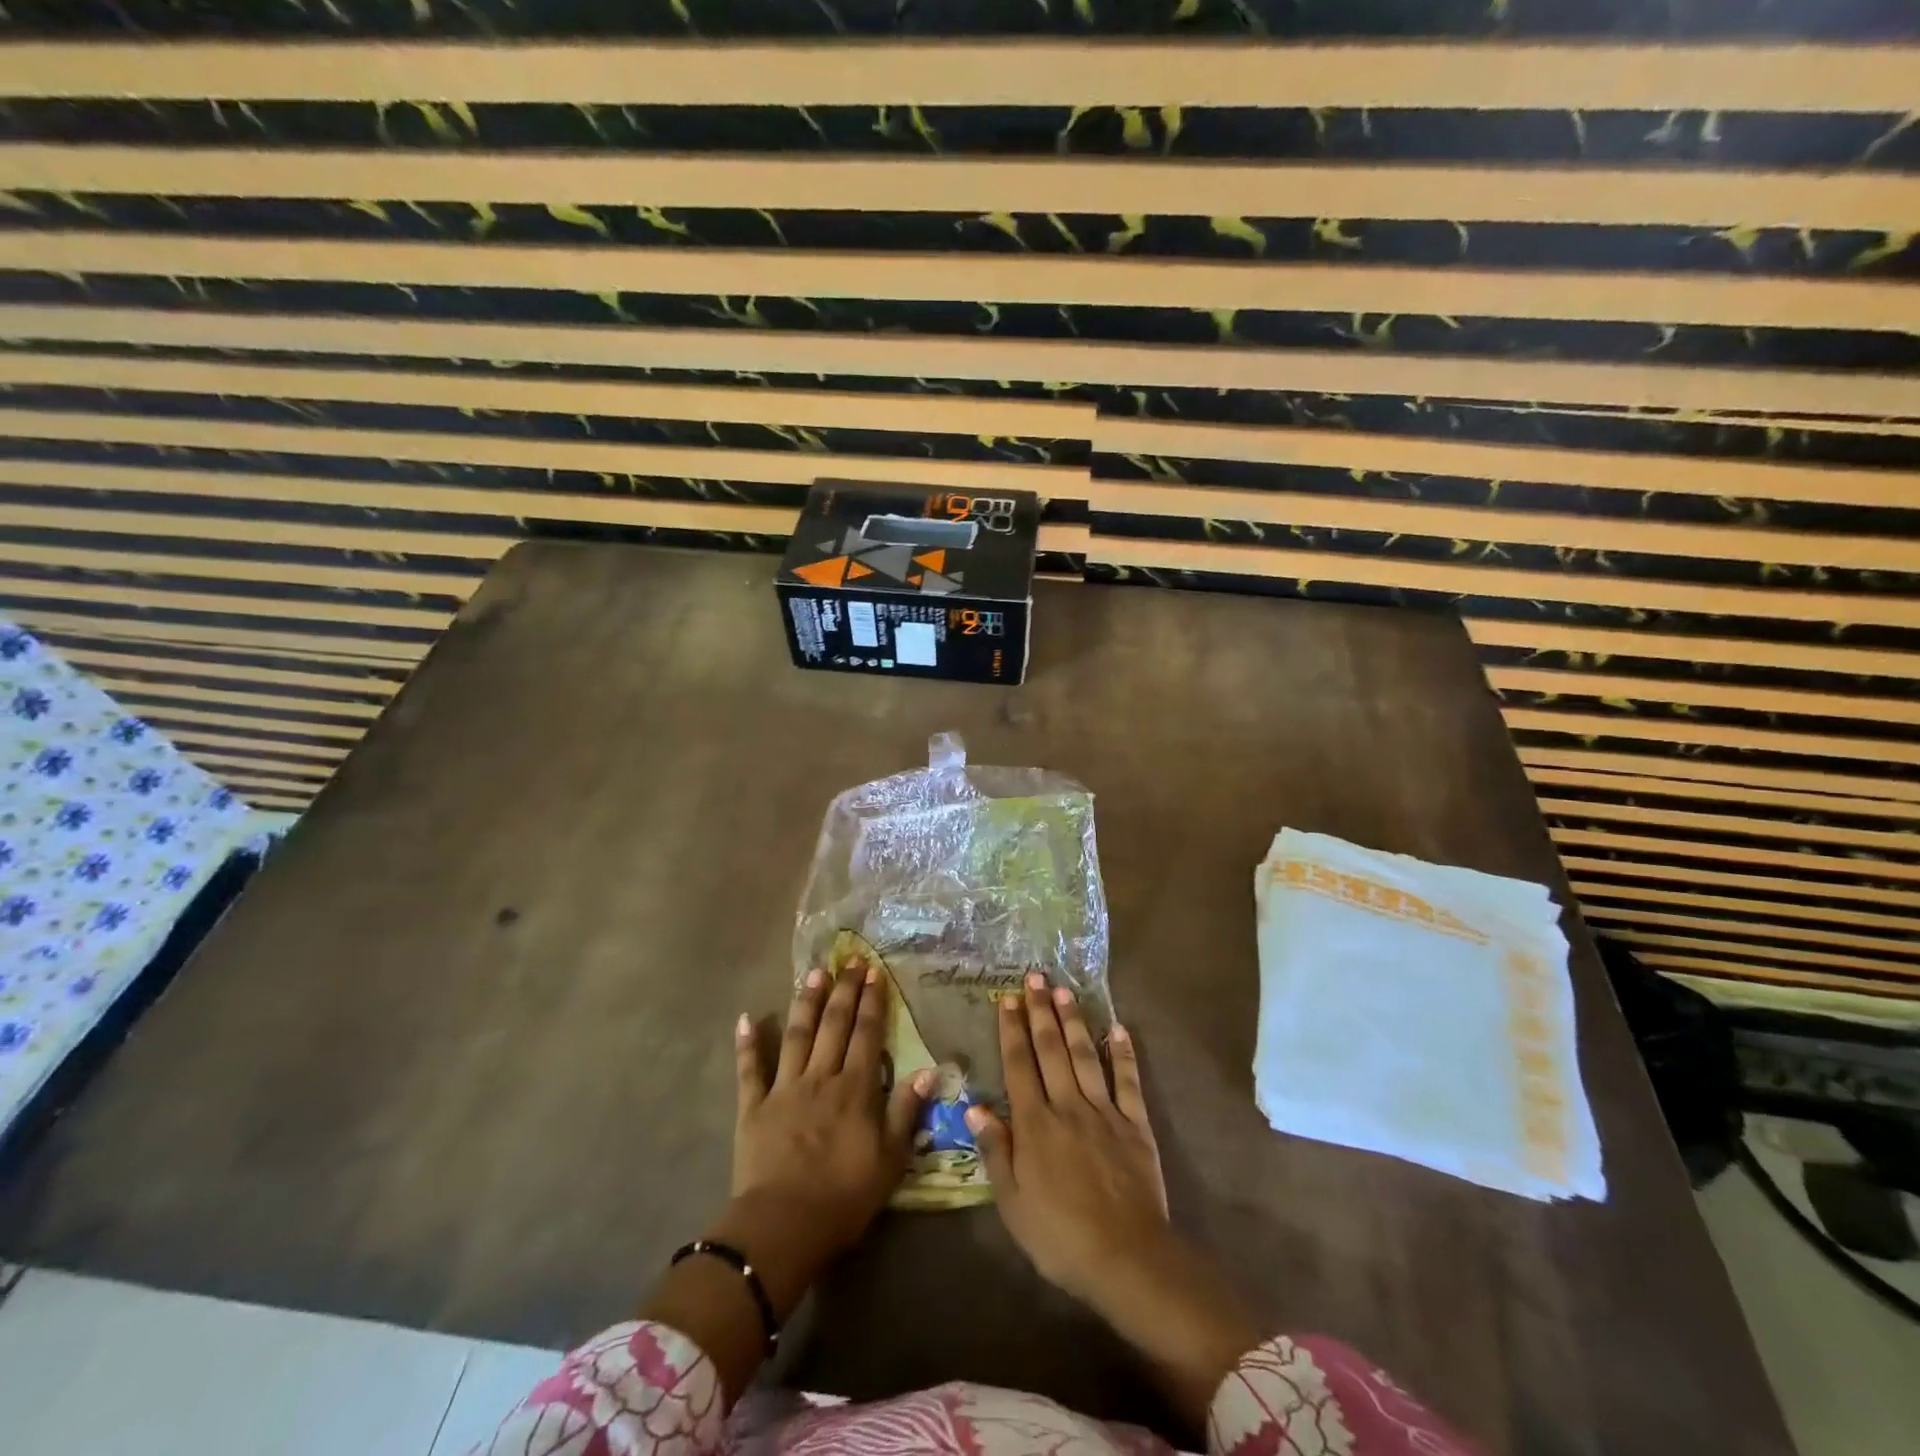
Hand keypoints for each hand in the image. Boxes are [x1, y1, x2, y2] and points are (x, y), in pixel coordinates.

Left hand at [731, 962, 929, 1259]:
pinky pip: (749, 1069)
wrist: (784, 1225)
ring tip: (814, 973)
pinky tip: (746, 1018)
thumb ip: (907, 1111)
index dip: (872, 1002)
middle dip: (844, 991)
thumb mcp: (890, 1160)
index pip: (868, 1035)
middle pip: (834, 1025)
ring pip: (796, 1035)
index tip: (875, 973)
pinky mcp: (753, 1107)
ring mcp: (784, 1088)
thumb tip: (929, 1070)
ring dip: (805, 1002)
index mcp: (855, 1089)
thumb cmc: (844, 1197)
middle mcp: (821, 1077)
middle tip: (849, 961)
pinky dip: (747, 1044)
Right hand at [968, 973, 1259, 1434]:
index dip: (1012, 1030)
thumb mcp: (1012, 1203)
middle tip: (1035, 977)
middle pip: (1051, 1050)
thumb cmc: (1059, 1236)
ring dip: (1074, 1021)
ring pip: (1085, 1056)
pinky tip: (1119, 1028)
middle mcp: (1067, 1106)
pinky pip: (1128, 1081)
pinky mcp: (1135, 1125)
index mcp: (1035, 1124)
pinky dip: (1123, 1053)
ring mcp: (1104, 1112)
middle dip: (1041, 1011)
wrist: (1126, 1259)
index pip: (1019, 1066)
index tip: (1007, 998)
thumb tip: (974, 1105)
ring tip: (1065, 990)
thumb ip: (995, 1150)